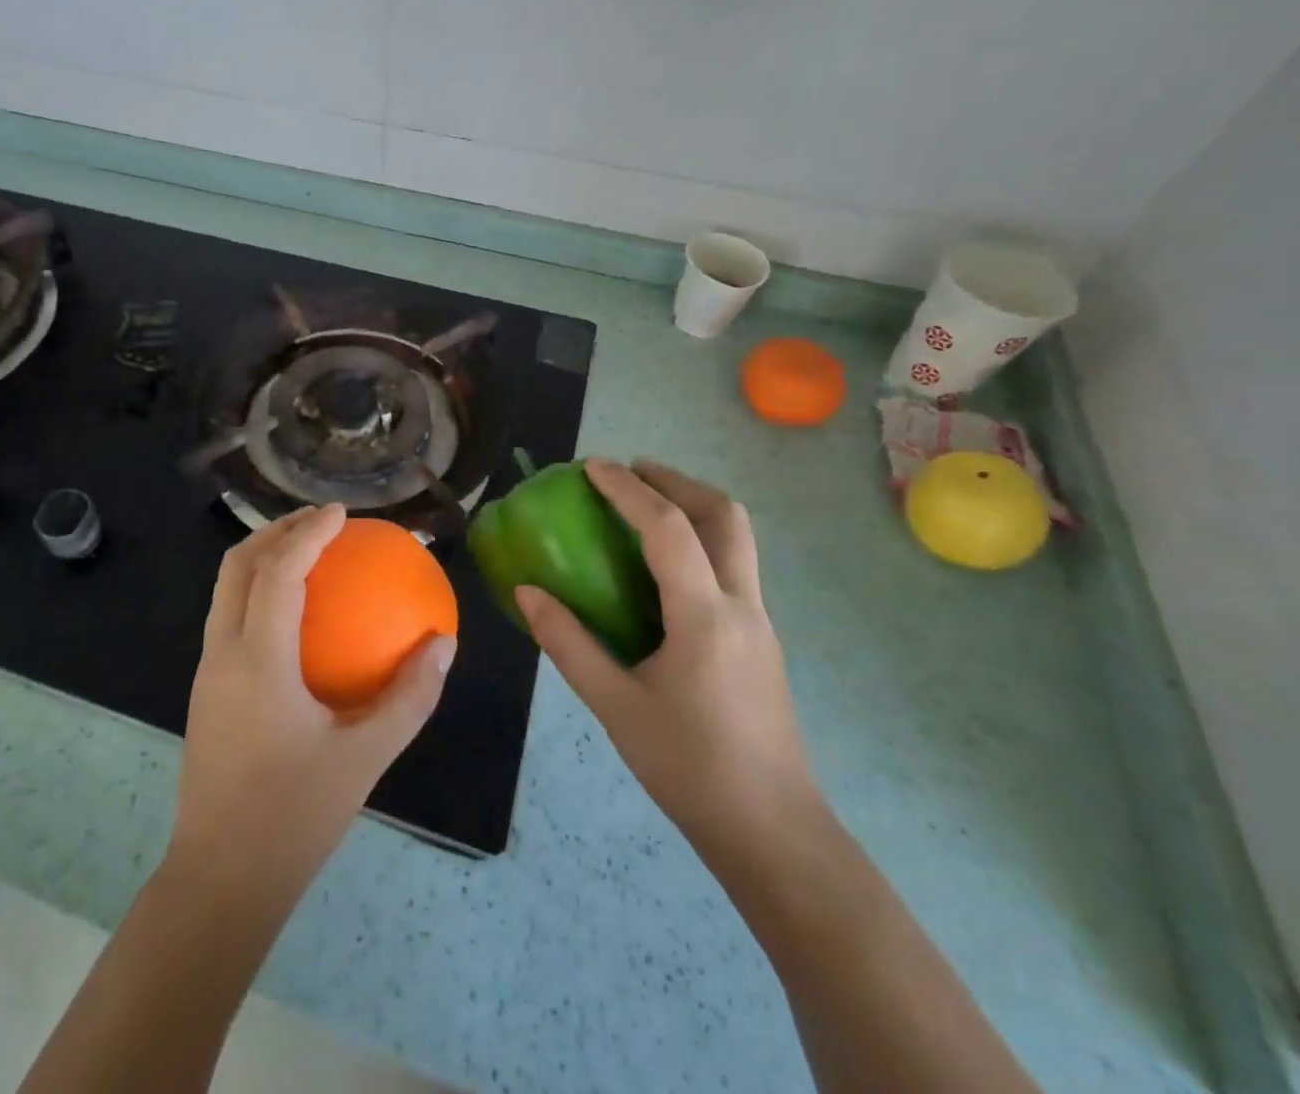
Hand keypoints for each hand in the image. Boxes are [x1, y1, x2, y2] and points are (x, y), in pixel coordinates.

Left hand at [169, 504, 456, 899]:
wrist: (220, 880)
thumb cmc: (294, 817)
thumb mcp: (365, 758)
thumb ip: (409, 696)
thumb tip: (443, 644)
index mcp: (257, 659)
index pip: (278, 571)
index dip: (308, 532)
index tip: (341, 512)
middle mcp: (222, 652)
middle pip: (237, 565)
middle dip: (276, 530)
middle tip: (321, 522)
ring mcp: (206, 670)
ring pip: (224, 589)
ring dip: (261, 557)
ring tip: (306, 553)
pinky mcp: (204, 690)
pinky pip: (227, 616)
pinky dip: (256, 591)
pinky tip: (294, 614)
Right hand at [516, 459, 819, 852]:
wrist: (773, 832)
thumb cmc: (689, 767)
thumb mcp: (614, 705)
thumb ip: (567, 642)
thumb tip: (526, 591)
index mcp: (704, 616)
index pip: (668, 529)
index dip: (628, 490)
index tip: (592, 467)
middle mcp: (742, 606)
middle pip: (724, 516)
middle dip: (676, 481)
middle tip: (630, 473)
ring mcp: (759, 622)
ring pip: (737, 538)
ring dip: (693, 506)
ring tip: (644, 506)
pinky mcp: (760, 640)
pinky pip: (733, 565)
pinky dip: (699, 539)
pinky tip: (663, 568)